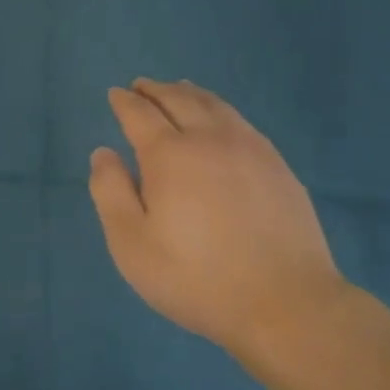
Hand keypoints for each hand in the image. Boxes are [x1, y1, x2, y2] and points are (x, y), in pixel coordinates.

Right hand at [88, 78, 347, 368]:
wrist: (285, 303)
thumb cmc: (196, 278)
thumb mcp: (132, 244)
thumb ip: (110, 192)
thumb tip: (103, 153)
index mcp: (169, 155)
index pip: (140, 114)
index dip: (124, 102)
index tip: (114, 94)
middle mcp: (209, 139)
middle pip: (179, 99)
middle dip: (155, 90)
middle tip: (141, 86)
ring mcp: (250, 149)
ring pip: (214, 105)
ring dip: (189, 92)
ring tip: (178, 89)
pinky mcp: (278, 166)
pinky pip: (241, 121)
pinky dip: (220, 108)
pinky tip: (220, 119)